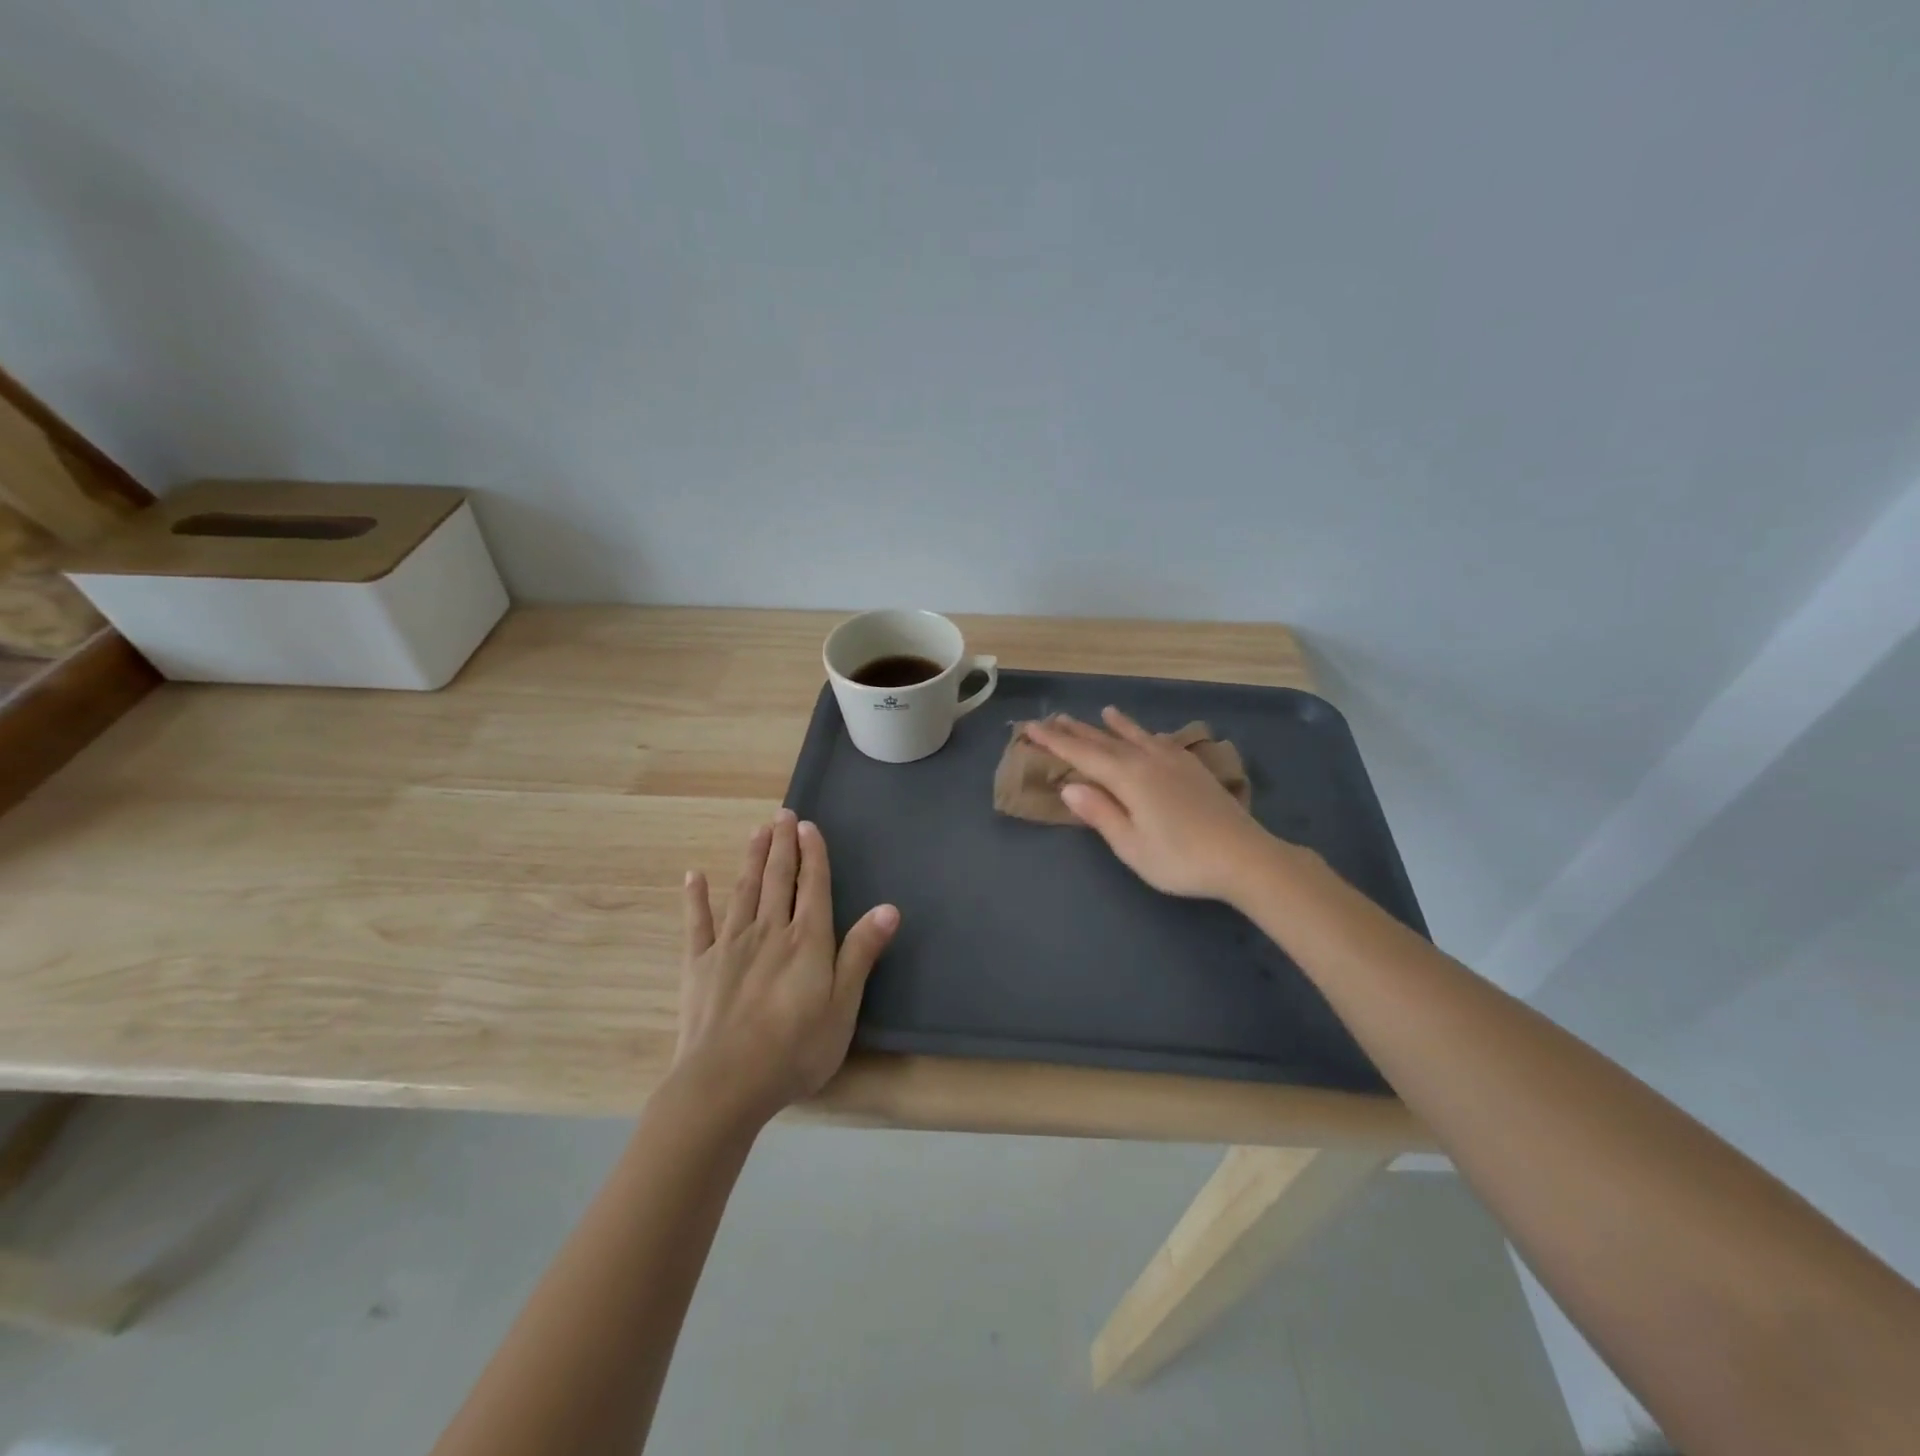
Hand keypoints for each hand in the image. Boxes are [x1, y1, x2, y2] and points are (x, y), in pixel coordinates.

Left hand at [672, 809, 899, 1123]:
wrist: (725, 1083)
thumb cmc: (795, 1049)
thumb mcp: (843, 1006)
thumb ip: (861, 953)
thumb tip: (888, 908)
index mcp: (807, 940)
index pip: (814, 886)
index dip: (813, 854)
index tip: (808, 825)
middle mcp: (770, 930)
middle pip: (779, 879)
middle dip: (783, 844)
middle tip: (782, 814)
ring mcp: (730, 944)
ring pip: (744, 890)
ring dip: (752, 859)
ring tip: (756, 831)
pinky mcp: (699, 964)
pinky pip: (697, 923)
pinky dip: (696, 897)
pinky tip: (694, 875)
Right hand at [1024, 707, 1277, 902]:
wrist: (1245, 857)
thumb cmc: (1181, 859)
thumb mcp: (1131, 845)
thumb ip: (1100, 813)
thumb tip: (1070, 785)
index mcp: (1128, 778)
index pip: (1082, 754)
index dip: (1054, 741)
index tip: (1030, 727)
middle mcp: (1148, 760)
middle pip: (1105, 741)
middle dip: (1077, 730)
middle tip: (1053, 717)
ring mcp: (1174, 761)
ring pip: (1135, 737)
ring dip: (1114, 726)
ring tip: (1102, 712)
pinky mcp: (1193, 769)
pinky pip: (1160, 741)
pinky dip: (1146, 734)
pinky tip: (1148, 735)